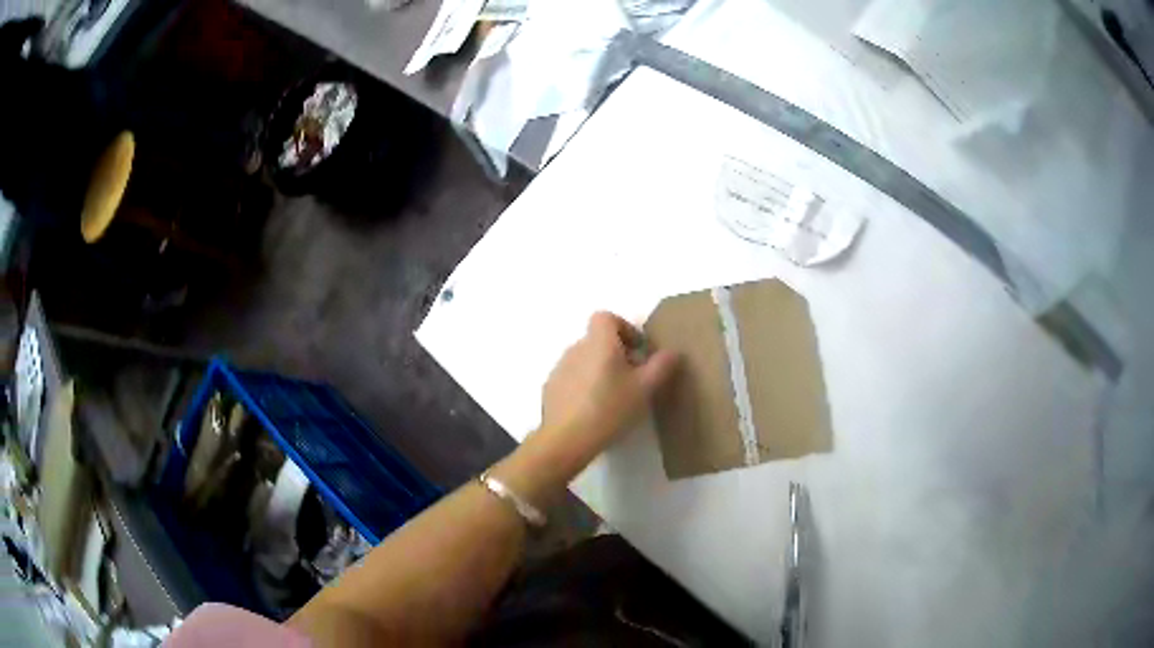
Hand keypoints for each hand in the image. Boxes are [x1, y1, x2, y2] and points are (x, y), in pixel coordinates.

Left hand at [536, 311, 677, 462]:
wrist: (566, 439)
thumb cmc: (610, 408)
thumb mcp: (645, 389)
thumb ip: (661, 366)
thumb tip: (672, 352)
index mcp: (599, 342)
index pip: (606, 317)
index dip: (624, 328)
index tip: (637, 350)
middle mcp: (576, 348)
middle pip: (597, 339)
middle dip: (616, 353)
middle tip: (632, 378)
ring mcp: (559, 368)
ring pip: (584, 359)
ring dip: (599, 369)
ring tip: (613, 397)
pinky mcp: (550, 388)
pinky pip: (571, 377)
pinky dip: (583, 385)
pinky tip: (593, 410)